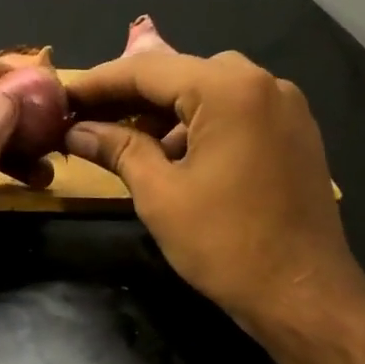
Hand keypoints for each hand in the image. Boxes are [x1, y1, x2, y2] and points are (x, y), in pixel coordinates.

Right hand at [65, 50, 364, 329]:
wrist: (303, 293)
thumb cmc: (225, 244)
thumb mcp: (160, 195)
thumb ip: (118, 150)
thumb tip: (76, 131)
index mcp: (229, 90)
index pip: (148, 69)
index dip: (99, 83)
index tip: (61, 97)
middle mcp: (263, 83)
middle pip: (181, 74)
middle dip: (130, 96)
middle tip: (86, 119)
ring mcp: (285, 108)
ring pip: (208, 92)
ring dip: (163, 113)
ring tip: (122, 141)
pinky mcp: (294, 134)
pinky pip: (234, 113)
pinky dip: (196, 125)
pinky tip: (170, 155)